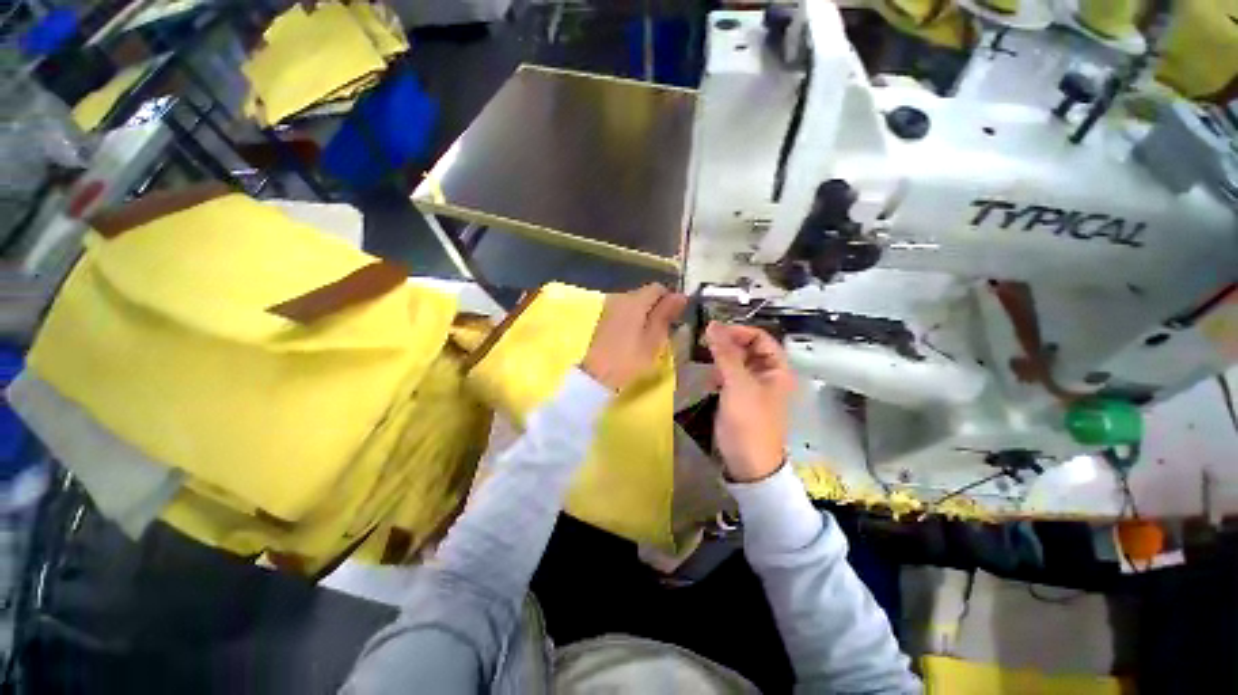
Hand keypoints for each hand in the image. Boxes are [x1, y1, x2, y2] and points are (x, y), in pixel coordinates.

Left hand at [580, 284, 685, 391]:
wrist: (596, 375)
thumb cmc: (629, 359)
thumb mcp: (654, 339)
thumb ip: (666, 315)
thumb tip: (681, 296)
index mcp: (634, 300)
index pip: (658, 288)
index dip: (670, 300)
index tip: (676, 318)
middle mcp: (620, 297)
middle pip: (645, 294)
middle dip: (657, 308)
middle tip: (665, 330)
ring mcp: (609, 307)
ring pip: (634, 303)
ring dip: (645, 314)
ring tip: (651, 336)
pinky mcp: (603, 319)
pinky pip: (624, 312)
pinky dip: (633, 320)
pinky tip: (635, 337)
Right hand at [706, 322, 794, 482]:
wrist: (747, 462)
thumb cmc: (749, 420)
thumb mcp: (738, 384)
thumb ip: (725, 353)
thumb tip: (712, 325)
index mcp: (777, 369)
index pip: (760, 337)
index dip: (739, 331)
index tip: (715, 331)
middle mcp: (767, 374)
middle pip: (748, 348)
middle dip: (728, 343)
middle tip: (705, 341)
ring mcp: (752, 386)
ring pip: (736, 361)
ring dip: (721, 357)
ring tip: (704, 357)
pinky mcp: (738, 397)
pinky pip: (729, 376)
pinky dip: (718, 372)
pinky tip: (709, 377)